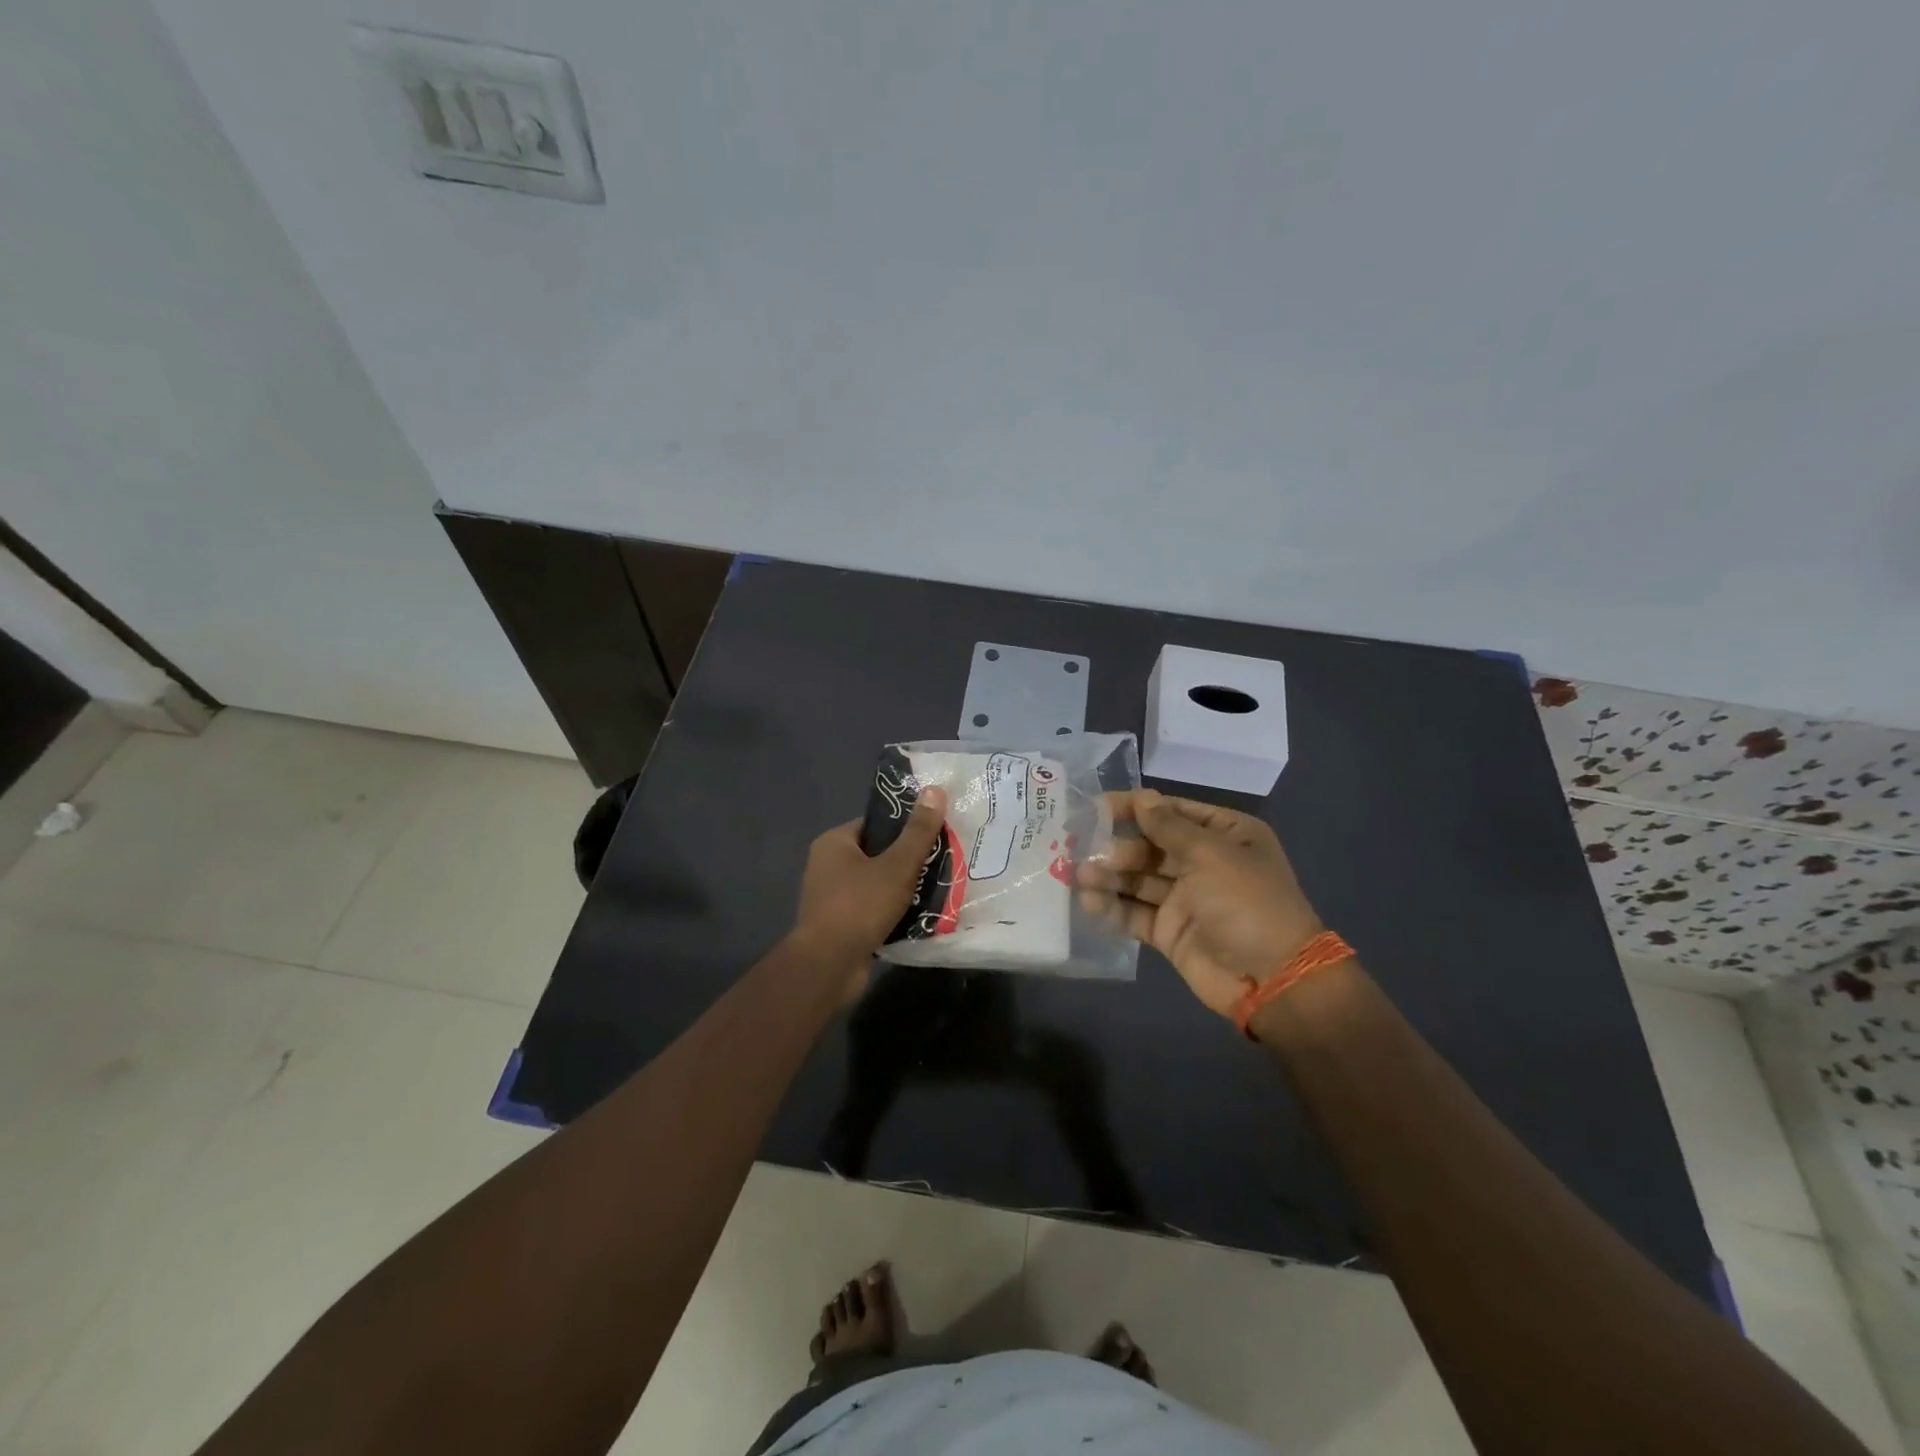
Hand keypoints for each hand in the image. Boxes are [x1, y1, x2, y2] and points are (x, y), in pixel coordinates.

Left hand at [789, 787, 947, 999]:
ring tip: (936, 889)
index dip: (905, 828)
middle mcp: (827, 866)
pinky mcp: (839, 925)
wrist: (829, 966)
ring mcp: (830, 898)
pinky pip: (872, 910)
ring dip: (902, 889)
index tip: (934, 835)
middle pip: (877, 854)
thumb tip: (936, 789)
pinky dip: (892, 912)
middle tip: (941, 863)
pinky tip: (919, 916)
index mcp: (834, 843)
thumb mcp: (897, 865)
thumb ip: (918, 831)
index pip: (875, 824)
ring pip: (877, 884)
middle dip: (908, 862)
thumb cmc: (860, 906)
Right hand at [1079, 790, 1323, 1018]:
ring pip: (1139, 880)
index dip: (1136, 807)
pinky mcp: (1170, 932)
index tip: (1096, 807)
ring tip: (1081, 876)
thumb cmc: (1246, 902)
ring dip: (1110, 875)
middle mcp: (1204, 863)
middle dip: (1118, 846)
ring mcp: (1186, 899)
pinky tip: (1090, 904)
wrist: (1273, 979)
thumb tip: (1141, 797)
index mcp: (1225, 835)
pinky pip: (1136, 913)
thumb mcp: (1210, 854)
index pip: (1172, 812)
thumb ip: (1168, 826)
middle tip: (1086, 850)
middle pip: (1150, 846)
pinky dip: (1113, 908)